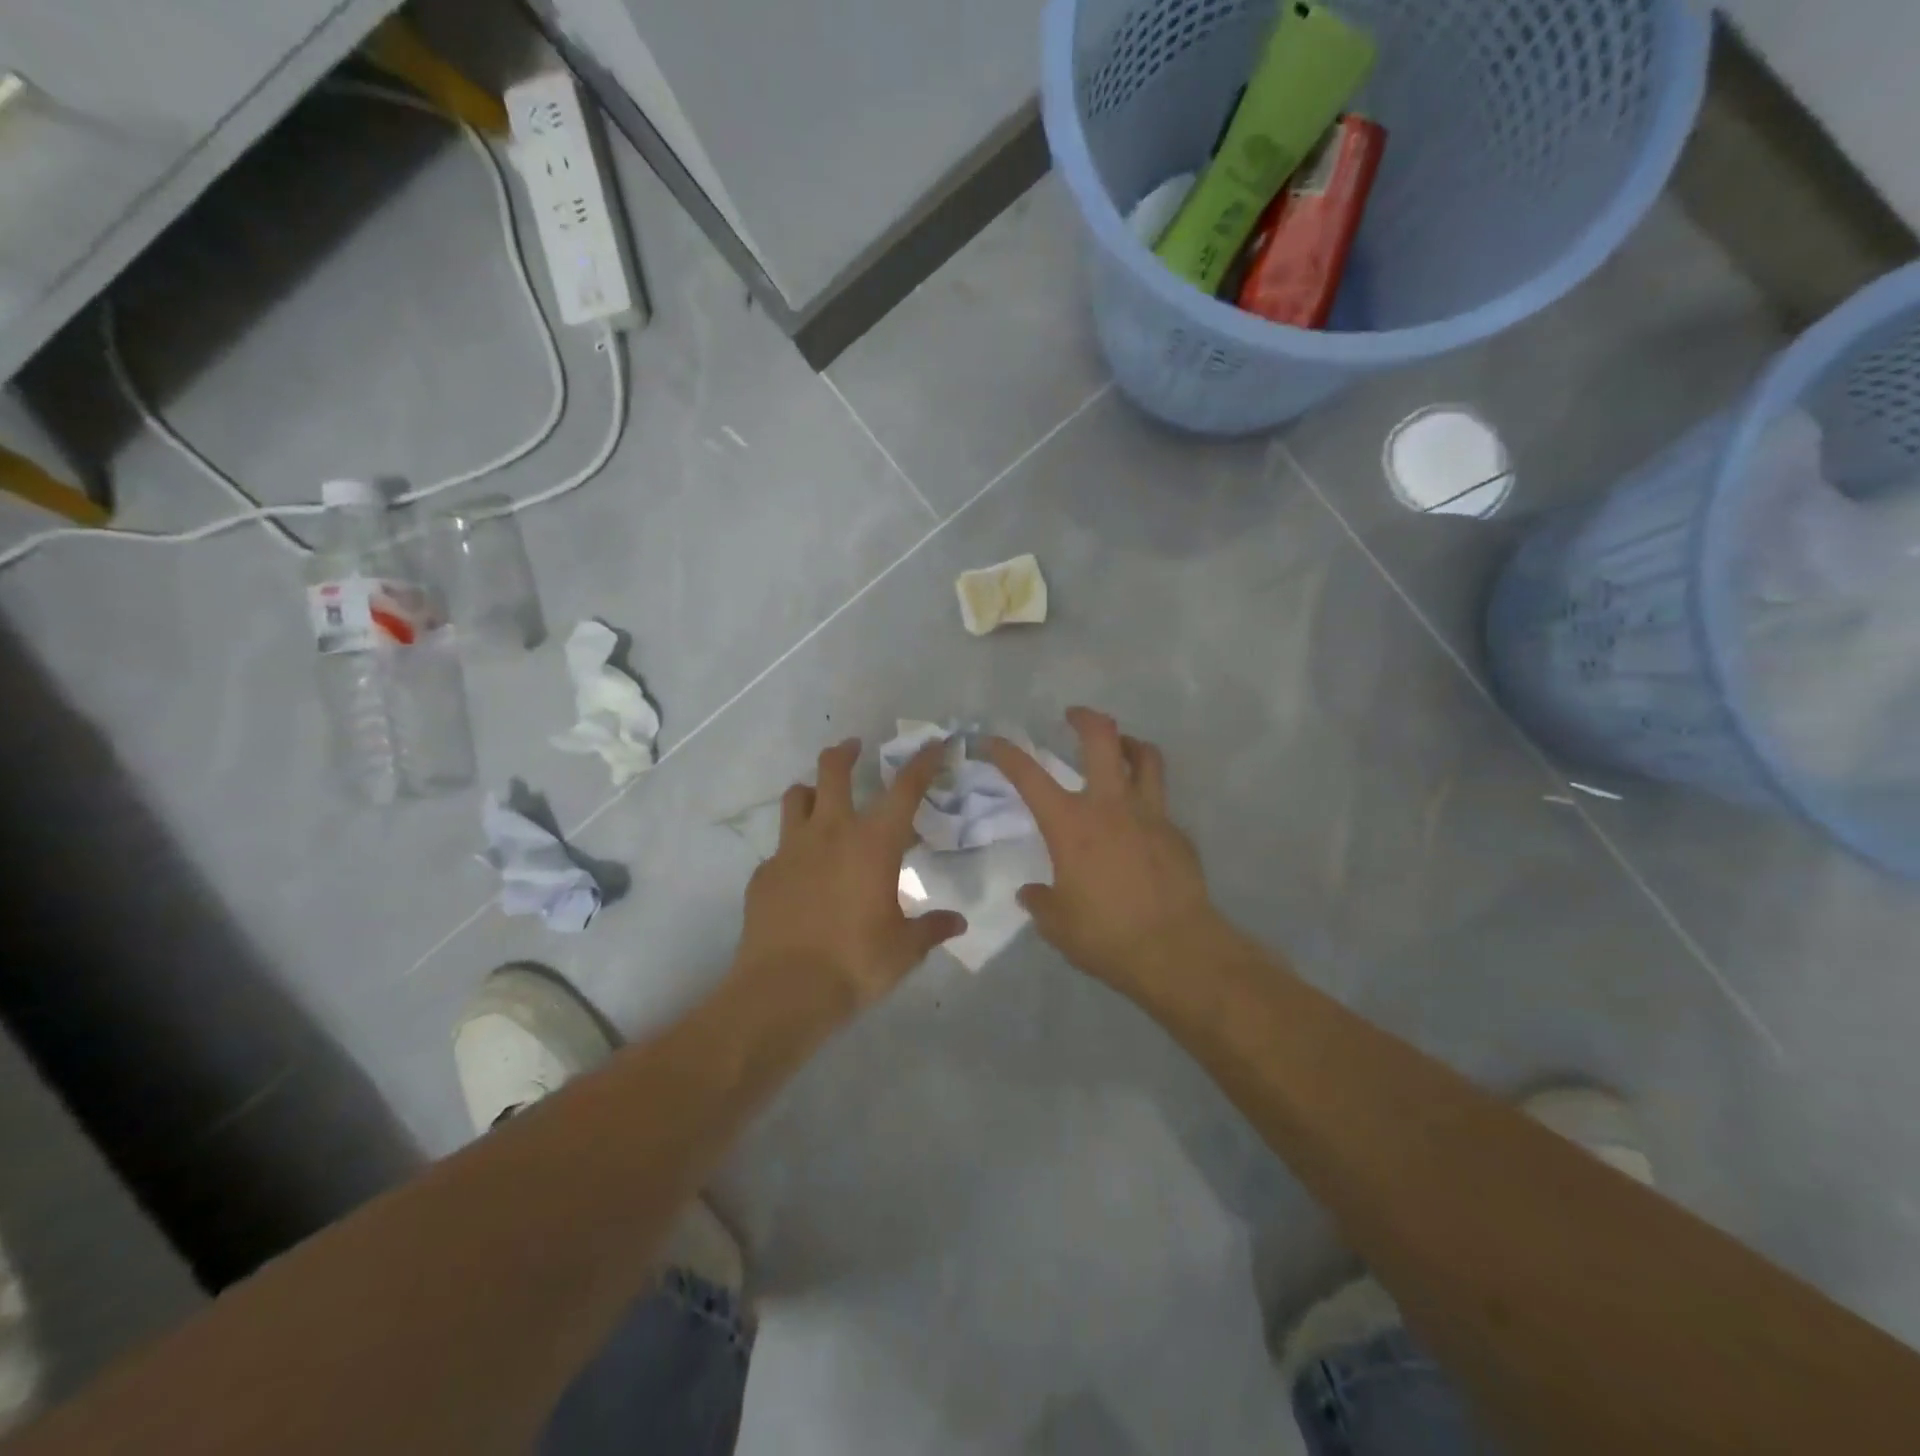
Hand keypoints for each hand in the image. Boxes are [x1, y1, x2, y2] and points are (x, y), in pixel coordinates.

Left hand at [734, 738, 966, 1012]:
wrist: (783, 990)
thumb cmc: (855, 962)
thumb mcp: (904, 949)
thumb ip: (932, 929)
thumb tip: (957, 923)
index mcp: (873, 843)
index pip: (904, 789)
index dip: (922, 762)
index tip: (933, 744)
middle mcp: (831, 833)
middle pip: (832, 770)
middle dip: (846, 752)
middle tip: (855, 748)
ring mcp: (791, 849)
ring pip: (796, 797)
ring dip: (811, 790)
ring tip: (820, 798)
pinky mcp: (764, 873)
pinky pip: (780, 847)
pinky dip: (794, 847)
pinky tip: (801, 871)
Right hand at [988, 708, 1217, 990]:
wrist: (1176, 949)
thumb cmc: (1106, 935)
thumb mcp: (1058, 924)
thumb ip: (1041, 902)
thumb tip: (1031, 893)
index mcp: (1070, 825)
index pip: (1030, 776)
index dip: (1007, 753)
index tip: (993, 742)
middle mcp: (1110, 806)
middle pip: (1102, 738)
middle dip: (1085, 718)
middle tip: (1074, 716)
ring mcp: (1150, 814)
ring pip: (1145, 756)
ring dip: (1129, 743)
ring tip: (1119, 747)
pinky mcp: (1177, 832)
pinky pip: (1160, 802)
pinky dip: (1146, 799)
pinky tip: (1140, 824)